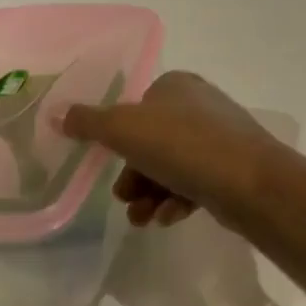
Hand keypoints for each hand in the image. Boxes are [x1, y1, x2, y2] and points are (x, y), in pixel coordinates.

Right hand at [60, 71, 284, 229]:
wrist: (249, 181)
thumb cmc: (182, 145)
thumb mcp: (124, 128)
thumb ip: (89, 122)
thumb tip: (57, 113)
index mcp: (177, 86)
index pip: (138, 107)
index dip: (120, 138)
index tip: (109, 163)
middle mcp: (201, 106)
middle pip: (153, 142)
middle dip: (134, 175)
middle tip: (125, 199)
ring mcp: (221, 138)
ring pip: (173, 167)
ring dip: (151, 195)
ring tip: (142, 220)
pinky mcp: (233, 169)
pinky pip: (196, 184)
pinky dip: (177, 202)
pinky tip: (168, 219)